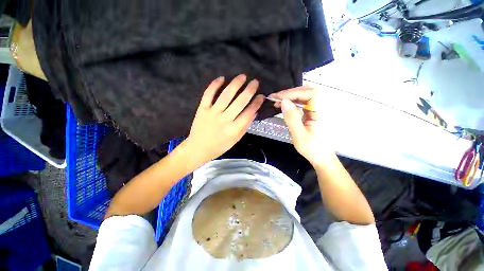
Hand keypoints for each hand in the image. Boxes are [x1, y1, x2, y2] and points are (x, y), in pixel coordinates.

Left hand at [184, 74, 263, 163]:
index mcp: (233, 130)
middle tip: (255, 82)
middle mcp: (224, 120)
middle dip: (249, 90)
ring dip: (235, 84)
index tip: (261, 96)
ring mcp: (212, 113)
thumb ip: (244, 126)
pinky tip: (222, 78)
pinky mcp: (202, 109)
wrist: (198, 148)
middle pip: (239, 102)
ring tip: (243, 76)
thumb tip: (254, 112)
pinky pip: (208, 94)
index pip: (248, 113)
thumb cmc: (219, 146)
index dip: (256, 103)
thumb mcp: (235, 140)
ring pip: (226, 95)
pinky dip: (215, 85)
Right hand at [270, 86, 333, 166]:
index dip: (293, 93)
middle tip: (275, 98)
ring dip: (290, 97)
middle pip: (307, 91)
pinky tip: (284, 105)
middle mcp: (323, 107)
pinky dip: (293, 102)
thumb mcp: (299, 135)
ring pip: (305, 96)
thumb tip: (283, 101)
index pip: (311, 93)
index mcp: (323, 112)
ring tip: (277, 101)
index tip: (279, 98)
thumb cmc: (312, 149)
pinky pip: (303, 102)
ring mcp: (319, 109)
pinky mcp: (314, 112)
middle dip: (290, 93)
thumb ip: (292, 118)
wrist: (321, 157)